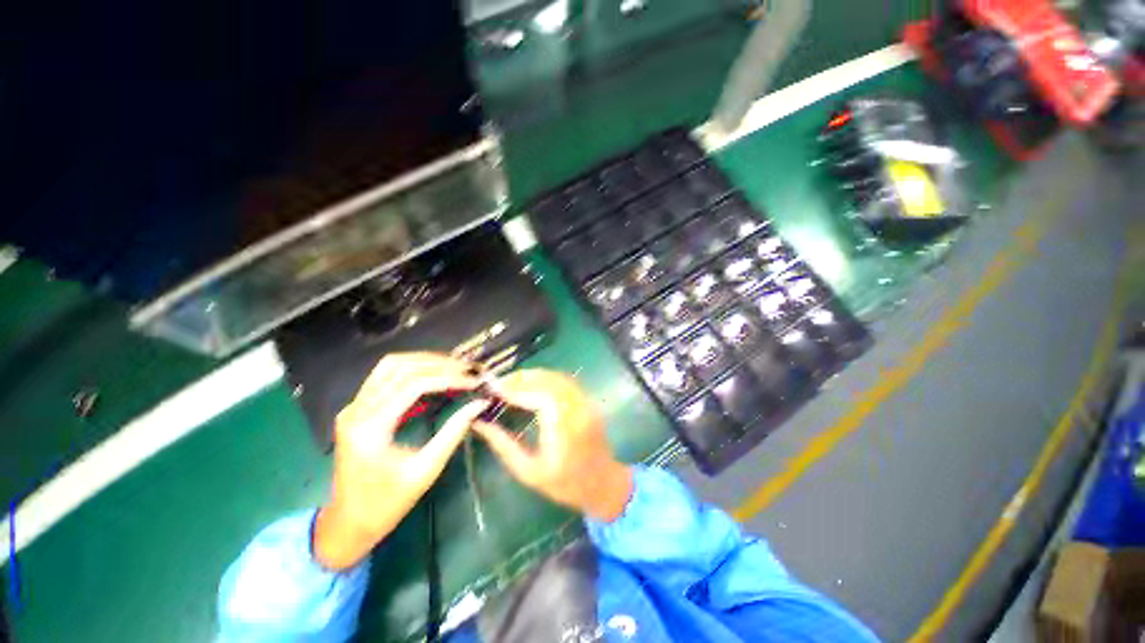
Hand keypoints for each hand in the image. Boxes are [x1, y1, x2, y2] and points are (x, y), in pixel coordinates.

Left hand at [313, 353, 486, 569]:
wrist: (347, 524)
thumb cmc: (386, 504)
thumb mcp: (425, 470)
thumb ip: (453, 432)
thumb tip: (479, 404)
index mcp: (370, 427)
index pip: (413, 385)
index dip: (448, 378)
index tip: (474, 380)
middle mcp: (357, 410)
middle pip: (400, 367)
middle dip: (438, 364)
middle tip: (468, 369)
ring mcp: (354, 407)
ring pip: (391, 365)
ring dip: (425, 361)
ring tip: (454, 367)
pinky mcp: (358, 408)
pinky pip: (386, 376)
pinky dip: (413, 370)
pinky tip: (435, 376)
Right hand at [473, 369, 632, 522]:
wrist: (602, 484)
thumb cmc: (564, 484)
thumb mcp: (529, 471)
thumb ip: (504, 445)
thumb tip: (479, 423)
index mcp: (564, 428)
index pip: (538, 396)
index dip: (515, 389)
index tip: (493, 390)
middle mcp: (578, 408)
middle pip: (548, 380)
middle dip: (521, 378)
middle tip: (499, 383)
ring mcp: (586, 402)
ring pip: (557, 377)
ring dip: (533, 375)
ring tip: (511, 381)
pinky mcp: (588, 400)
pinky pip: (566, 381)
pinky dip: (547, 378)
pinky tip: (532, 383)